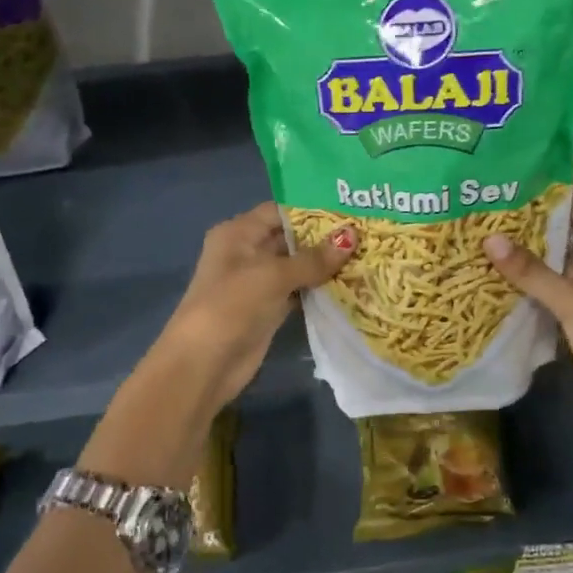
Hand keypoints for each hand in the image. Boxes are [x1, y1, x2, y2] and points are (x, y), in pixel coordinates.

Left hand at [155, 202, 354, 407]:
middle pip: (290, 237)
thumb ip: (313, 258)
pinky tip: (350, 284)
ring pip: (297, 266)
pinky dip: (320, 288)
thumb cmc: (232, 305)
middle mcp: (247, 252)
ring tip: (366, 254)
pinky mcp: (269, 308)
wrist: (205, 363)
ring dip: (325, 264)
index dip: (312, 209)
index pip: (279, 210)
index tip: (349, 209)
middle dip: (324, 237)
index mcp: (238, 233)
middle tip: (367, 231)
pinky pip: (299, 291)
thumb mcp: (273, 275)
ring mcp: (258, 283)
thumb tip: (353, 236)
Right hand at [483, 189, 572, 458]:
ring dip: (524, 249)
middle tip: (483, 202)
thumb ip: (533, 272)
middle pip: (564, 228)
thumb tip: (489, 238)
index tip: (510, 173)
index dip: (550, 186)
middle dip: (529, 217)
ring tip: (479, 229)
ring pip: (553, 259)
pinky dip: (526, 279)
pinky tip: (492, 271)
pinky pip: (549, 287)